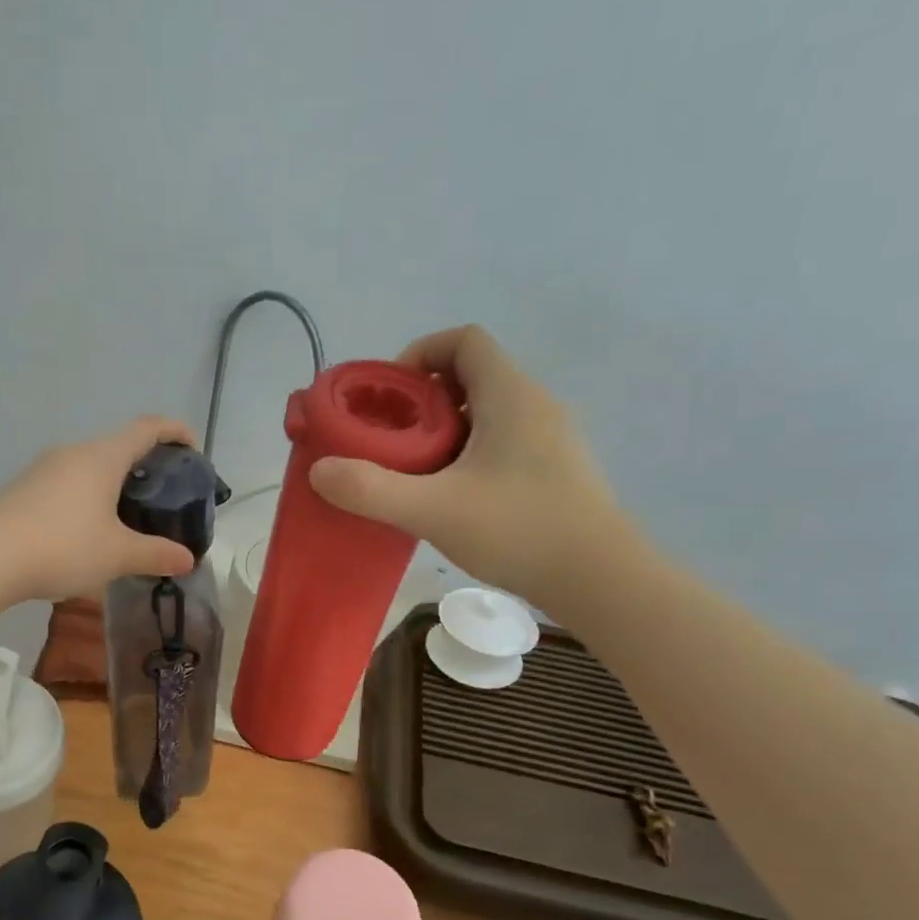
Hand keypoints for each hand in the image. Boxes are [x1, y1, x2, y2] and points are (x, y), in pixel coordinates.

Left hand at [0, 416, 200, 600]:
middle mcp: (74, 452)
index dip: (175, 431)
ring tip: (128, 518)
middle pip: (118, 446)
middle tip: (163, 496)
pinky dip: (88, 498)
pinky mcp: (25, 489)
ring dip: (114, 484)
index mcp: (103, 457)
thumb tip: (187, 559)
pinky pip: (68, 484)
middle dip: (145, 465)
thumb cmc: (63, 546)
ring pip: (90, 467)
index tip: (192, 447)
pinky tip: (88, 532)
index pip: (147, 428)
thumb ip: (156, 554)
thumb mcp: (118, 555)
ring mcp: (44, 469)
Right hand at [308, 326, 623, 604]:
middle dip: (422, 399)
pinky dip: (469, 453)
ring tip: (413, 470)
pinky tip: (452, 496)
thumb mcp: (433, 510)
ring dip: (445, 429)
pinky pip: (502, 441)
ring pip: (487, 411)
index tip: (388, 395)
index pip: (463, 340)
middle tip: (390, 439)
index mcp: (510, 395)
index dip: (419, 354)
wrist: (600, 579)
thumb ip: (371, 490)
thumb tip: (319, 471)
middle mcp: (535, 404)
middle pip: (471, 375)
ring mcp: (550, 437)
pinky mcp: (555, 469)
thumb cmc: (519, 530)